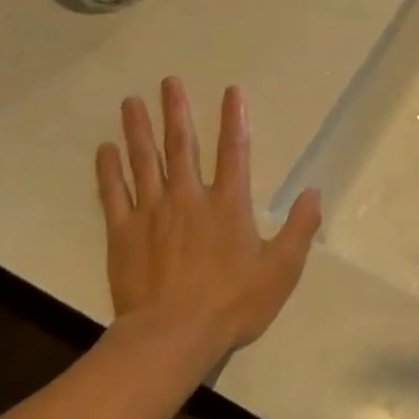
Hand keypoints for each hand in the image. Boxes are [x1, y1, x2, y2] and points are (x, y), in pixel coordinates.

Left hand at [94, 78, 321, 373]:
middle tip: (168, 81)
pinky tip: (104, 149)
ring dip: (138, 129)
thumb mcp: (281, 269)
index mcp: (228, 204)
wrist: (172, 336)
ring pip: (144, 161)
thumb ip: (299, 228)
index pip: (235, 151)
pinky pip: (113, 194)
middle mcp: (189, 197)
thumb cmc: (232, 303)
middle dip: (176, 111)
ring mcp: (152, 213)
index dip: (234, 118)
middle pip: (182, 145)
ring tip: (131, 101)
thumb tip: (314, 192)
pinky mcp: (123, 233)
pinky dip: (108, 170)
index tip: (230, 90)